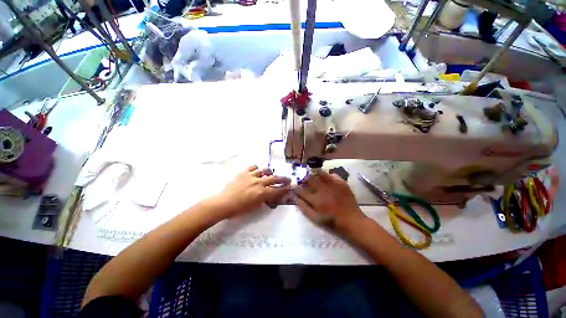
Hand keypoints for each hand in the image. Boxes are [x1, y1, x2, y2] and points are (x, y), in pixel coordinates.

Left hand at [212, 165, 290, 219]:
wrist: (223, 203)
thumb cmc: (239, 209)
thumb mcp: (254, 207)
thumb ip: (264, 200)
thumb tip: (270, 196)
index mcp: (262, 193)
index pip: (277, 190)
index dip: (285, 189)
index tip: (291, 187)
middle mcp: (259, 183)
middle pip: (274, 178)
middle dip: (283, 179)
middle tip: (288, 179)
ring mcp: (251, 176)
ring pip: (265, 170)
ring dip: (270, 172)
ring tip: (270, 174)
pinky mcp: (244, 172)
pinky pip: (253, 166)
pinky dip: (257, 169)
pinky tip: (256, 171)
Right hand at [295, 170, 365, 233]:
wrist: (352, 221)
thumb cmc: (332, 222)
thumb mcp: (315, 219)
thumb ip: (304, 208)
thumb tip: (296, 199)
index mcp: (316, 200)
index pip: (302, 191)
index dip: (296, 188)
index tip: (294, 187)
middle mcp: (323, 190)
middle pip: (310, 179)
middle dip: (304, 179)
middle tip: (304, 181)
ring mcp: (333, 185)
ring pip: (320, 173)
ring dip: (315, 175)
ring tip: (314, 177)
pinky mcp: (341, 183)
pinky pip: (332, 174)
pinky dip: (327, 175)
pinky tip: (326, 179)